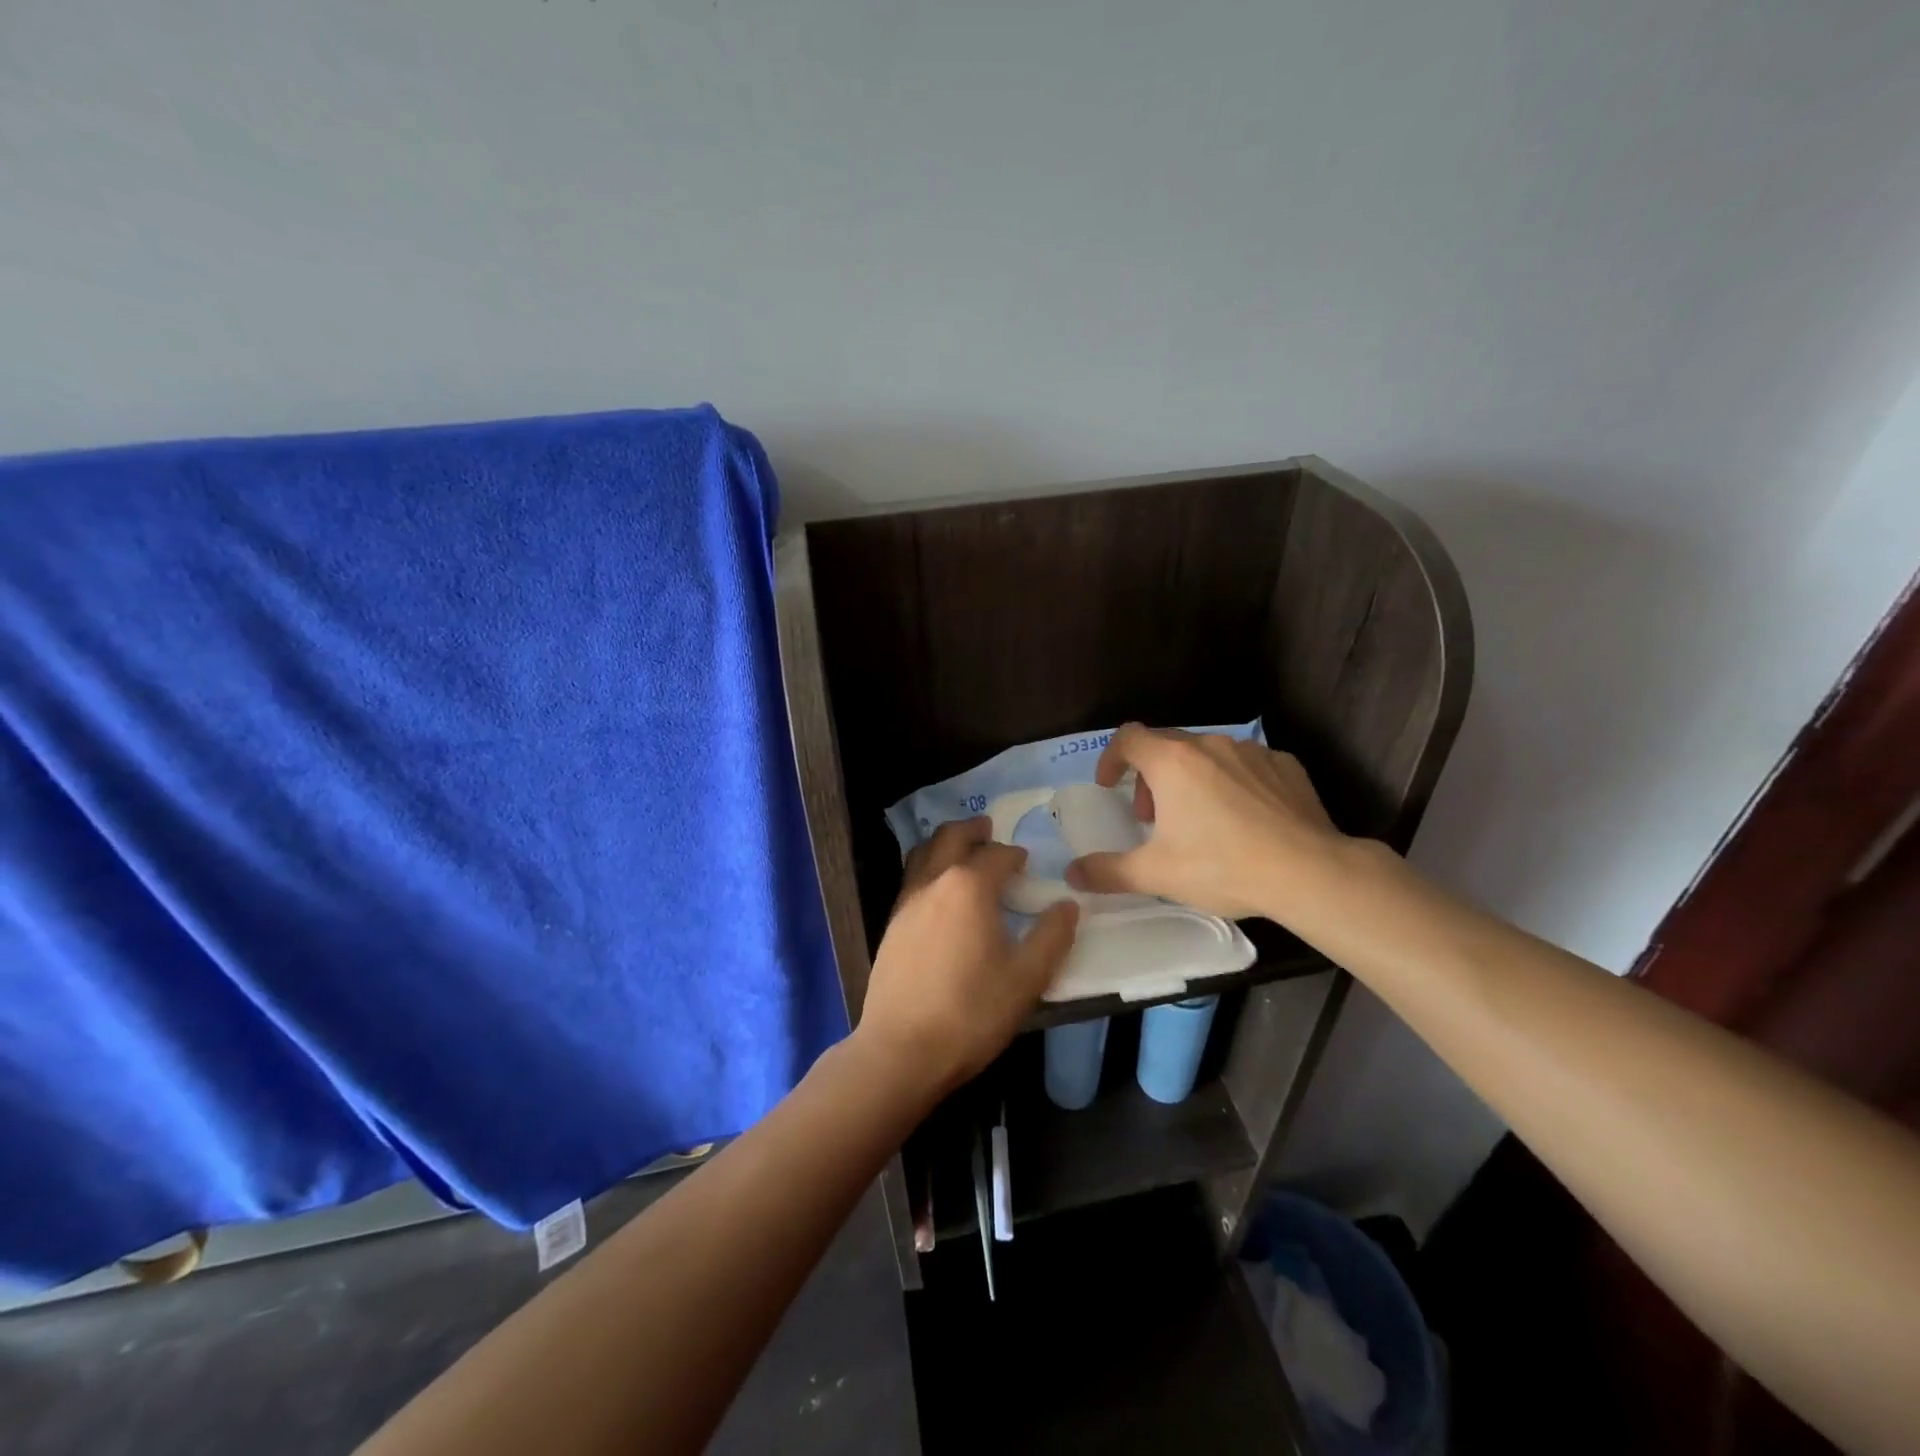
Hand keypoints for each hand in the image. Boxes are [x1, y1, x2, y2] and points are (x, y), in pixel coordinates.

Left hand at [857, 818, 1079, 1097]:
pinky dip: (928, 867)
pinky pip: (912, 878)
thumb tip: (1067, 905)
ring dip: (945, 843)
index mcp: (969, 887)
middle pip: (951, 838)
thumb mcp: (1026, 978)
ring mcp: (906, 902)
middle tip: (988, 828)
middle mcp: (934, 882)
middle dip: (973, 829)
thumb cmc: (971, 1012)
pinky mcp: (891, 925)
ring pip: (924, 853)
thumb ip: (1051, 937)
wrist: (902, 1049)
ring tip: (961, 850)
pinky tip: (939, 892)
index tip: (1026, 860)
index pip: (997, 855)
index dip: (1014, 854)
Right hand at [1064, 724, 1349, 921]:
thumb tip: (1071, 876)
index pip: (1128, 738)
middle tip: (1152, 817)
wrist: (1309, 872)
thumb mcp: (1156, 874)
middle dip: (1150, 777)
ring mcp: (1251, 752)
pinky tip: (1244, 818)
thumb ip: (1108, 872)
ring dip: (1190, 779)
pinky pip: (1246, 765)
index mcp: (1172, 762)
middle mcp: (1209, 745)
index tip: (1110, 786)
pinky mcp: (1285, 765)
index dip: (1111, 758)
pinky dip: (1232, 783)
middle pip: (1166, 746)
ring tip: (1199, 820)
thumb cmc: (1222, 866)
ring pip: (1206, 755)